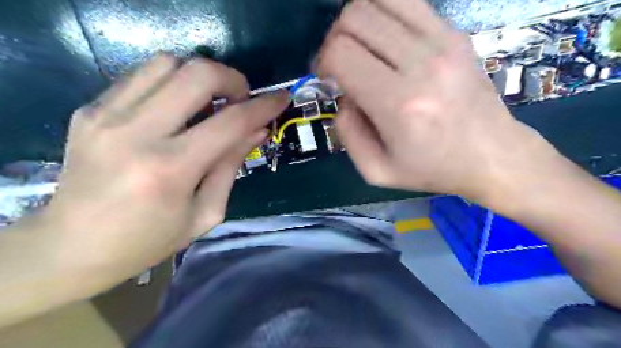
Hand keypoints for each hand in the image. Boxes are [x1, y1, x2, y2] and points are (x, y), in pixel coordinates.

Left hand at [42, 54, 288, 274]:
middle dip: (232, 79)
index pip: (230, 122)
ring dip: (201, 76)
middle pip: (197, 75)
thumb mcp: (205, 212)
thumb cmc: (149, 240)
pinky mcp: (90, 110)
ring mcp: (106, 116)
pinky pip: (143, 75)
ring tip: (211, 101)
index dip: (263, 106)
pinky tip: (179, 106)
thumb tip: (258, 130)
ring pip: (168, 63)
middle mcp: (136, 133)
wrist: (70, 247)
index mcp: (170, 170)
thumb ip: (232, 165)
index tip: (281, 98)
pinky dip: (173, 81)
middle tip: (241, 99)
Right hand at [318, 0, 555, 203]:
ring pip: (378, 1)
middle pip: (355, 19)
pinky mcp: (455, 33)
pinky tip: (383, 39)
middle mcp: (421, 64)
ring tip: (360, 48)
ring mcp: (443, 42)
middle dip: (334, 40)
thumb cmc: (432, 169)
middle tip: (340, 65)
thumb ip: (347, 133)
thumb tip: (343, 95)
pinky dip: (383, 14)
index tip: (326, 79)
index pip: (341, 54)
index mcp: (399, 104)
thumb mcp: (376, 171)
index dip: (322, 62)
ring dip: (357, 22)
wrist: (492, 156)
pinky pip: (407, 1)